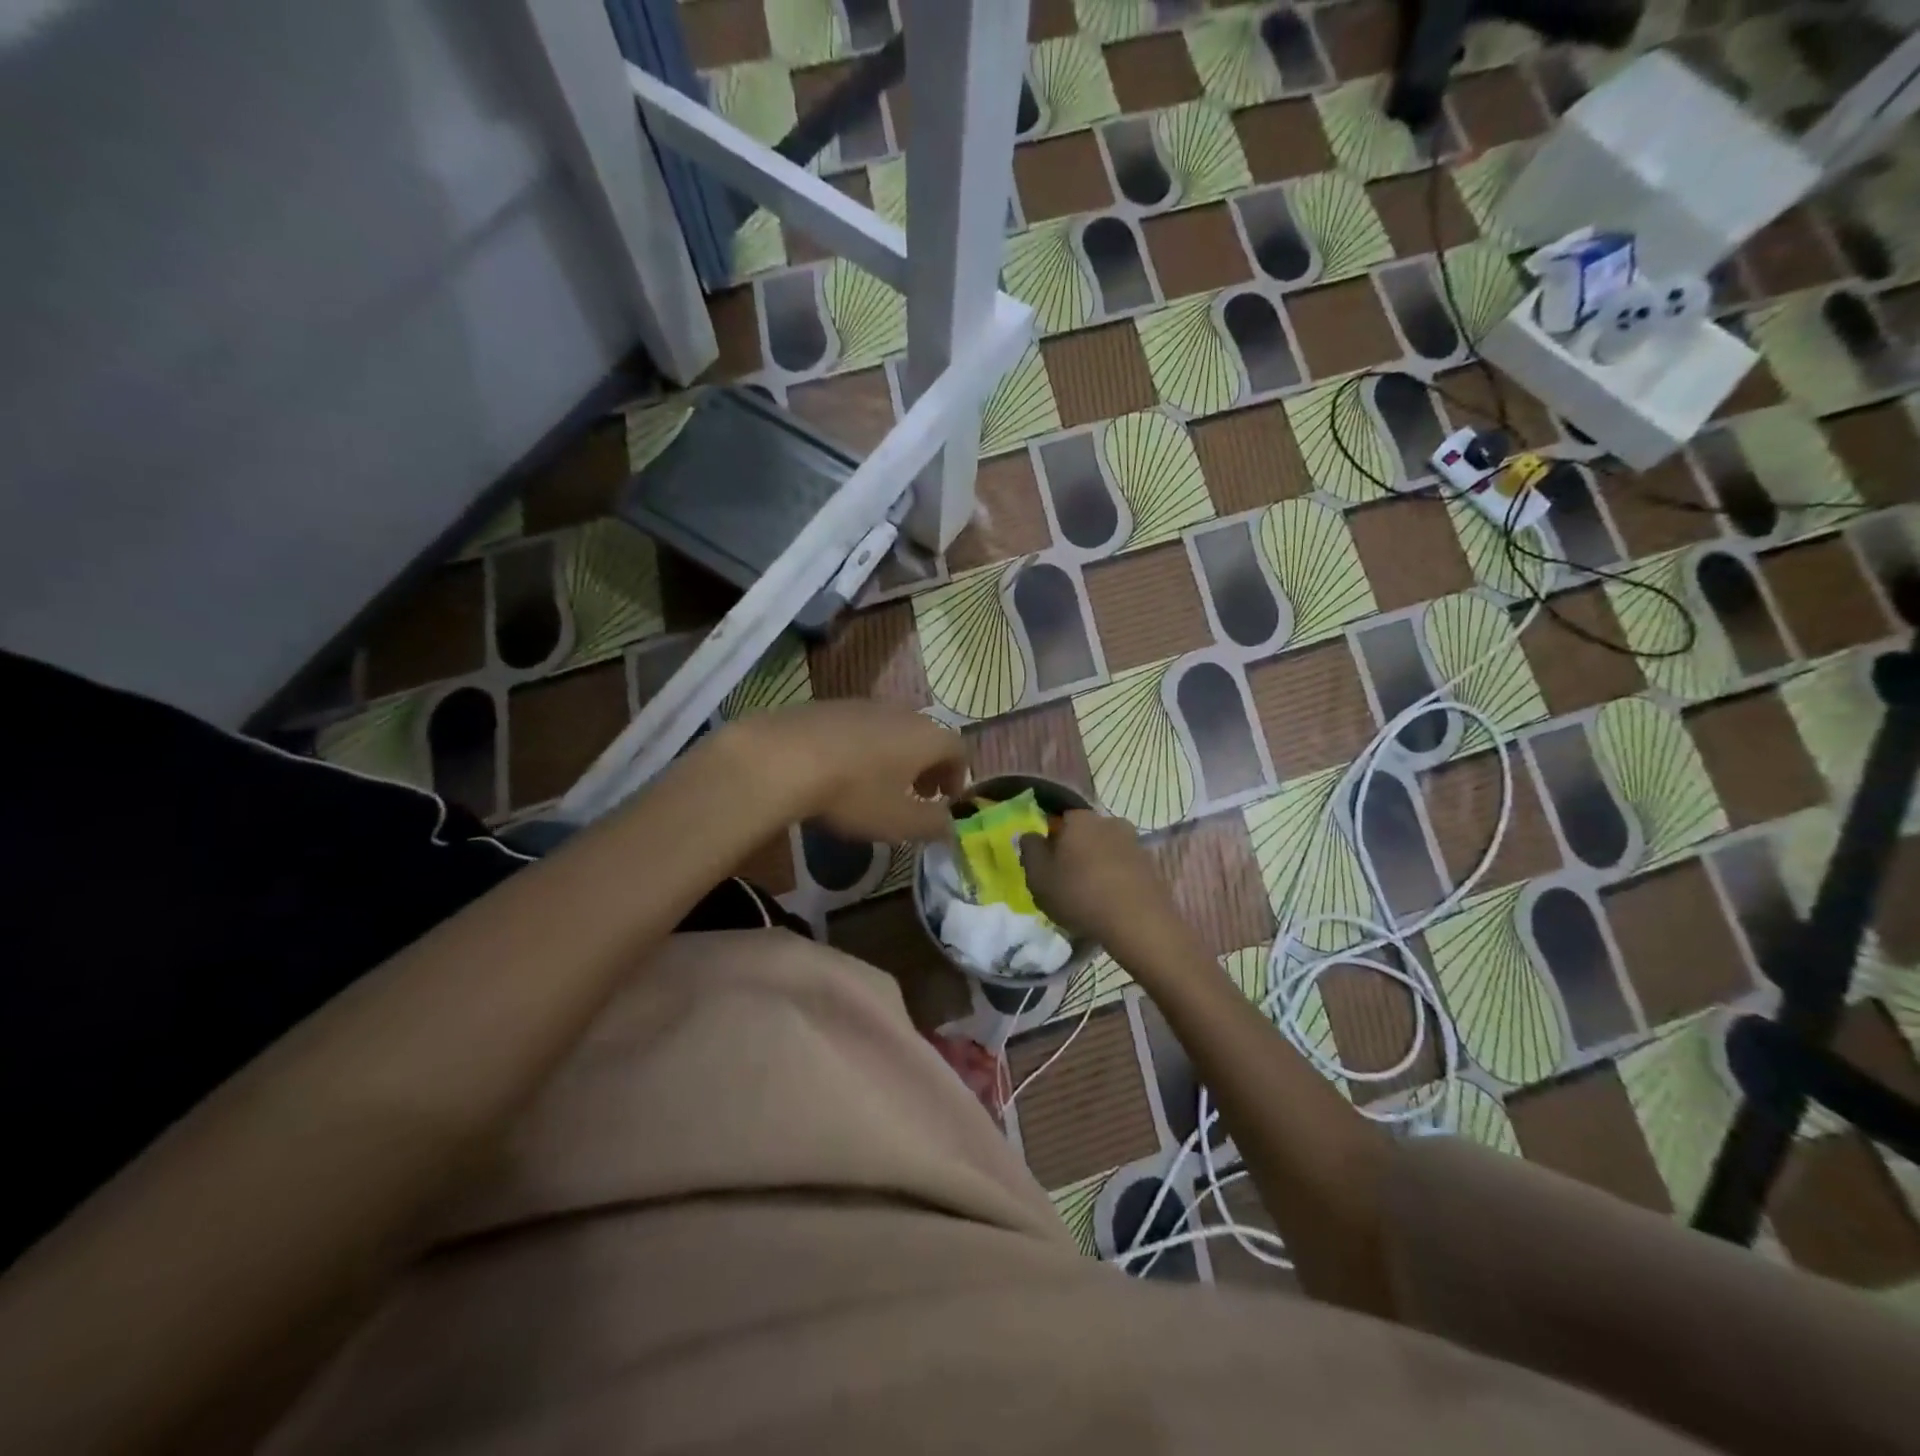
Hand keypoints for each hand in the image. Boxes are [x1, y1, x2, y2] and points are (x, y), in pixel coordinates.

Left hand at [723, 701, 965, 842]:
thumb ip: (933, 824)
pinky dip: (864, 747)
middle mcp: (902, 712)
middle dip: (927, 766)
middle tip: (918, 793)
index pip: (959, 750)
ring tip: (879, 783)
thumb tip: (949, 826)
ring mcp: (864, 704)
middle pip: (926, 736)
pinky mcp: (829, 705)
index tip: (946, 800)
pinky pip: (860, 727)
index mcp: (927, 737)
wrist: (784, 757)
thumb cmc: (855, 792)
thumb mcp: (899, 821)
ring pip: (893, 729)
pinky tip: (843, 769)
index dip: (958, 776)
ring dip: (896, 755)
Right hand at [1018, 810, 1185, 958]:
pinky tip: (1110, 903)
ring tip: (1090, 897)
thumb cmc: (1079, 894)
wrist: (1138, 922)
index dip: (1050, 841)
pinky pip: (1124, 868)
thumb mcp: (1038, 876)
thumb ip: (1030, 849)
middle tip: (1066, 882)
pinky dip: (1115, 879)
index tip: (1046, 865)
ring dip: (1097, 866)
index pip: (1058, 820)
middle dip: (1075, 852)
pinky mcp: (1150, 865)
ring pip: (1105, 850)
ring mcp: (1134, 842)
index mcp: (1079, 819)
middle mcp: (1109, 821)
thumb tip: (1031, 834)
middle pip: (1084, 834)